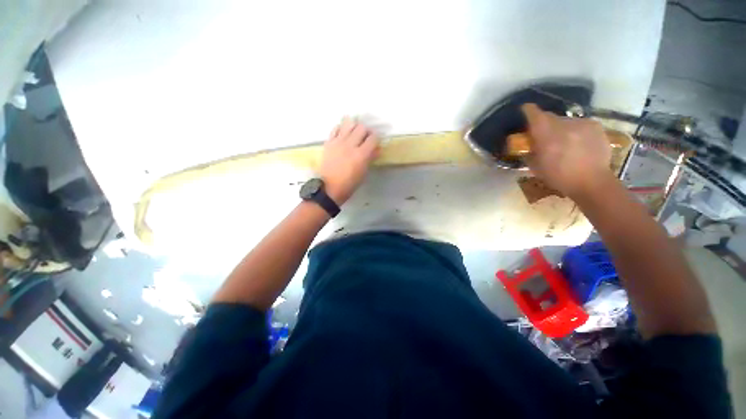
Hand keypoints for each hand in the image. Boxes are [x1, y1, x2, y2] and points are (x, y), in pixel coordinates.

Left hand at [320, 117, 379, 203]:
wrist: (330, 187)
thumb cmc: (350, 183)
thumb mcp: (364, 172)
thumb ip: (371, 158)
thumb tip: (377, 149)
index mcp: (361, 155)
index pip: (373, 138)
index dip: (376, 138)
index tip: (375, 142)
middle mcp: (350, 145)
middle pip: (361, 127)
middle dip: (366, 131)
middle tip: (365, 137)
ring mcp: (338, 142)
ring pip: (349, 124)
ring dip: (354, 127)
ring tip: (354, 133)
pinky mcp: (329, 142)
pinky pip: (336, 128)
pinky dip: (342, 128)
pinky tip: (343, 134)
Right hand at [522, 104, 612, 198]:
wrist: (591, 182)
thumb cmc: (558, 177)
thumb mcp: (535, 167)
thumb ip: (530, 151)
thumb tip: (528, 144)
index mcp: (546, 135)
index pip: (534, 114)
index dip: (528, 110)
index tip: (525, 110)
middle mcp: (563, 124)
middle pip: (550, 116)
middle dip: (544, 123)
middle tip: (544, 134)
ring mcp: (581, 124)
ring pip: (565, 120)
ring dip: (560, 127)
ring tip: (563, 141)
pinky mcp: (595, 126)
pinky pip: (579, 124)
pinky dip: (575, 130)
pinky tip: (577, 143)